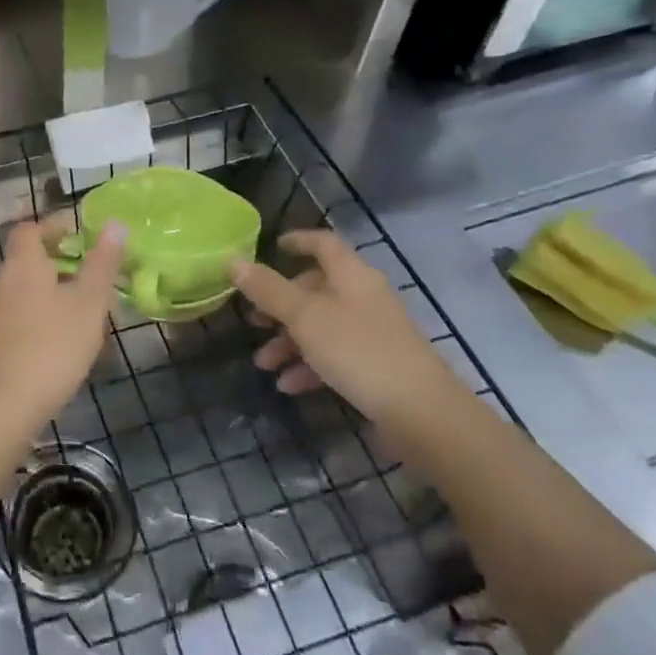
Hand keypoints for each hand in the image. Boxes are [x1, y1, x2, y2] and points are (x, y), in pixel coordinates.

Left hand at [0, 219, 124, 443]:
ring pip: (16, 295)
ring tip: (73, 320)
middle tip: (85, 284)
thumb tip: (114, 223)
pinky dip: (28, 324)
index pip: (29, 230)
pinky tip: (47, 350)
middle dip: (52, 267)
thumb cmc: (51, 349)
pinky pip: (8, 323)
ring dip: (41, 298)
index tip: (76, 236)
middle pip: (23, 263)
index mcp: (21, 267)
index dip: (51, 227)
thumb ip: (101, 264)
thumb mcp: (88, 305)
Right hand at [231, 230, 465, 422]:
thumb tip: (233, 260)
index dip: (297, 241)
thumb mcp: (305, 317)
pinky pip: (335, 356)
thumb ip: (268, 289)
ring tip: (263, 363)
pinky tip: (289, 386)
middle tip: (253, 320)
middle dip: (280, 305)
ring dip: (290, 341)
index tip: (272, 247)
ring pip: (322, 326)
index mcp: (351, 275)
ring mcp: (373, 333)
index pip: (323, 244)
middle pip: (317, 288)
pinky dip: (310, 366)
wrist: (421, 413)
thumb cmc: (358, 351)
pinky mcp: (377, 366)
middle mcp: (364, 297)